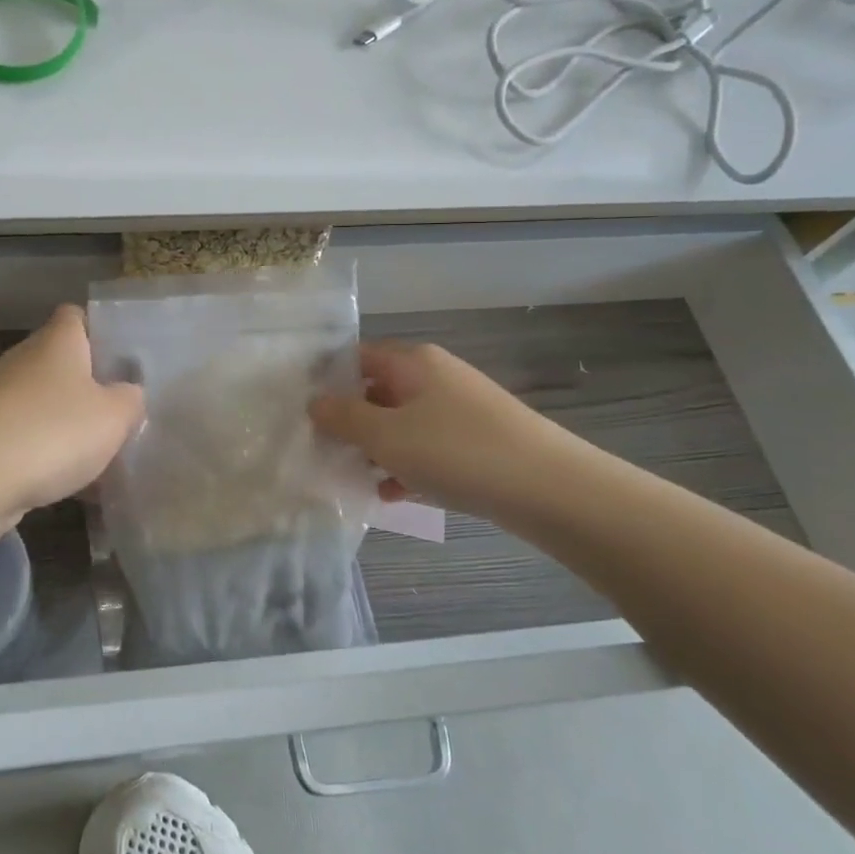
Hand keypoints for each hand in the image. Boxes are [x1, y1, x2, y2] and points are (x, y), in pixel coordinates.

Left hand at [0, 305, 143, 515]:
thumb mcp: (114, 416)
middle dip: (87, 386)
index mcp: (57, 342)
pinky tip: (71, 485)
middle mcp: (24, 361)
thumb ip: (130, 400)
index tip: (121, 357)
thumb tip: (128, 394)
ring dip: (67, 426)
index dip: (99, 330)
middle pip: (60, 363)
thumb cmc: (54, 430)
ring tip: (100, 454)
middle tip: (119, 412)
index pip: (76, 316)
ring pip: (43, 405)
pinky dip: (46, 456)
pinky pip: (26, 439)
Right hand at [310, 341, 547, 514]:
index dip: (328, 381)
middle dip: (351, 422)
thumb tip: (315, 401)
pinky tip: (394, 496)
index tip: (304, 412)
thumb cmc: (456, 452)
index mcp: (412, 362)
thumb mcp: (387, 435)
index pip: (356, 358)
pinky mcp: (476, 440)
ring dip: (377, 449)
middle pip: (378, 391)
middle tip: (325, 451)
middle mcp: (436, 376)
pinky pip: (428, 447)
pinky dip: (408, 466)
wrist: (549, 489)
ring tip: (355, 478)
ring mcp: (459, 408)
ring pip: (402, 423)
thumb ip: (344, 417)